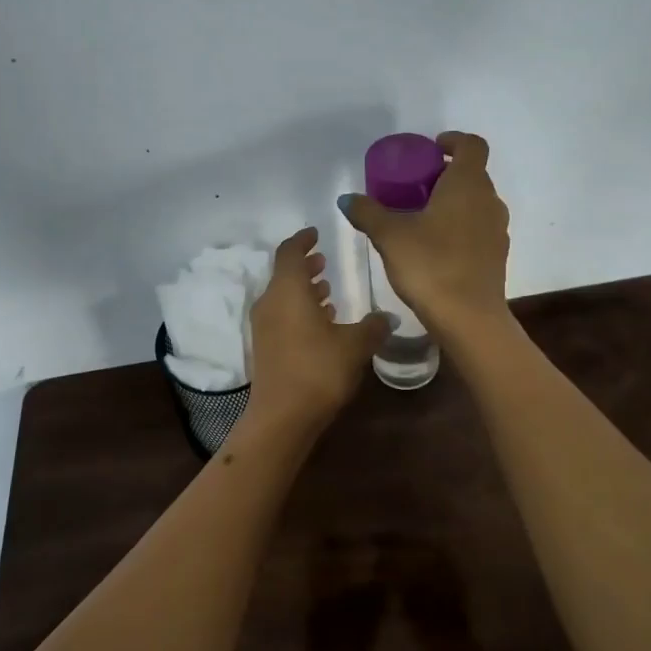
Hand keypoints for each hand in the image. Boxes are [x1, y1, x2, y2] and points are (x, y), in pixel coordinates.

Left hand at [248, 228, 390, 429]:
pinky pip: (282, 316)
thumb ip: (372, 326)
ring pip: (283, 296)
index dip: (303, 240)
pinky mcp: (265, 347)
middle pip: (285, 274)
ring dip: (303, 290)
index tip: (317, 234)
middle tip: (325, 262)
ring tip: (328, 291)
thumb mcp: (355, 345)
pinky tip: (322, 323)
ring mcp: (264, 326)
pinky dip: (299, 310)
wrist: (282, 416)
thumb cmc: (319, 370)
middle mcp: (270, 302)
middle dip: (305, 265)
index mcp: (288, 290)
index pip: (290, 252)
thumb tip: (386, 317)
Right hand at [340, 131, 510, 339]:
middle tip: (415, 186)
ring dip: (453, 202)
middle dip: (446, 174)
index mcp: (468, 185)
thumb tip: (348, 199)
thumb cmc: (430, 265)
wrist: (469, 318)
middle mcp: (489, 201)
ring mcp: (497, 229)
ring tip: (422, 218)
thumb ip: (368, 213)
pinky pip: (478, 228)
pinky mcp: (497, 255)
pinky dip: (460, 226)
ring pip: (476, 203)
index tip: (431, 150)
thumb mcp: (390, 236)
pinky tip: (435, 247)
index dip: (453, 141)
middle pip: (473, 174)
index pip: (472, 145)